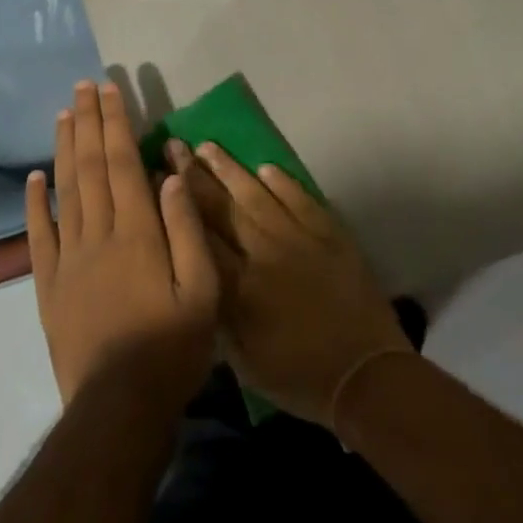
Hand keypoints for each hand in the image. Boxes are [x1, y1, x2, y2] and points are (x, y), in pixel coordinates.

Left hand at [25, 82, 219, 412]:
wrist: (118, 405)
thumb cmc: (172, 346)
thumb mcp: (203, 289)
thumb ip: (187, 228)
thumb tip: (171, 175)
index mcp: (137, 232)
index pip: (123, 163)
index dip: (116, 123)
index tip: (111, 90)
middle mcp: (98, 234)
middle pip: (91, 166)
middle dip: (89, 122)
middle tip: (84, 86)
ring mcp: (68, 258)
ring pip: (65, 191)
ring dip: (65, 148)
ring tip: (64, 114)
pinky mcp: (48, 284)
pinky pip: (39, 234)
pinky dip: (35, 202)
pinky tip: (34, 176)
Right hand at [168, 141, 409, 426]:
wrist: (366, 372)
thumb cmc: (298, 376)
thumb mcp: (244, 362)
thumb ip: (218, 317)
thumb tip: (200, 278)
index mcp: (238, 287)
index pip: (198, 236)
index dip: (176, 206)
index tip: (157, 179)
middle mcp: (263, 252)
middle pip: (223, 206)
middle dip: (195, 175)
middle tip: (175, 146)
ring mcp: (299, 237)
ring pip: (258, 194)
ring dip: (231, 169)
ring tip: (209, 145)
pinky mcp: (329, 233)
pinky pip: (300, 198)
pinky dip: (282, 181)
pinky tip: (265, 167)